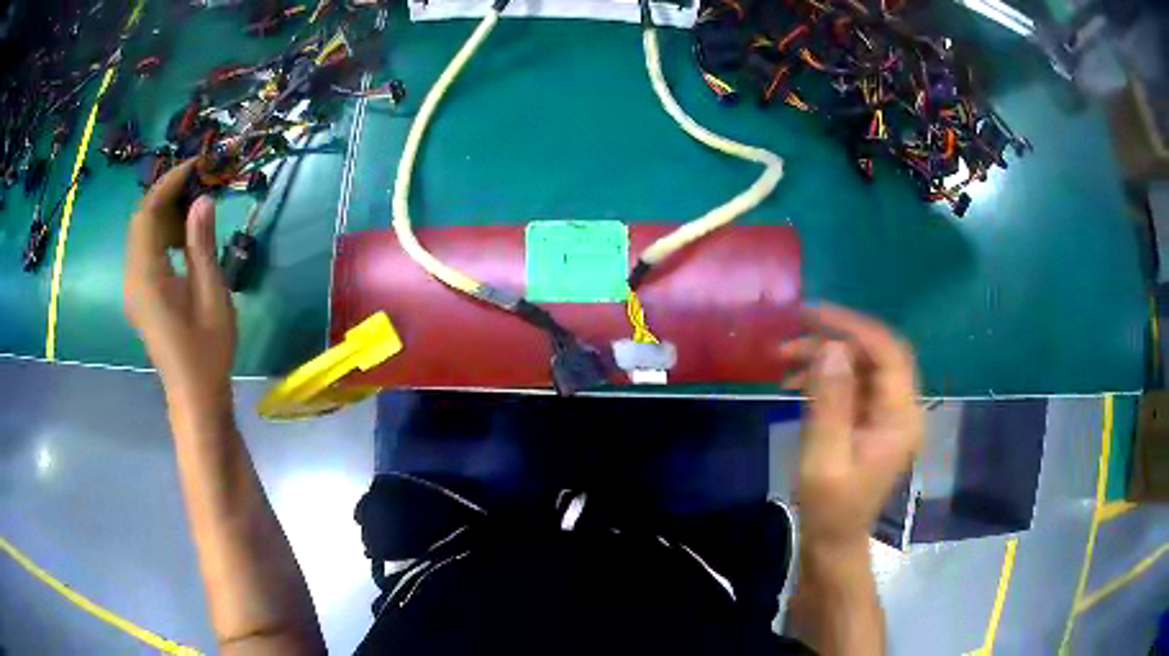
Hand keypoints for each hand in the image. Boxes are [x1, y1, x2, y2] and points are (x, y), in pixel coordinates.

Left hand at [124, 159, 235, 429]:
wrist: (195, 396)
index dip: (169, 183)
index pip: (147, 213)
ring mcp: (133, 290)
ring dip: (164, 214)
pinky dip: (161, 235)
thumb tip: (201, 199)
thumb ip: (201, 244)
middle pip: (140, 221)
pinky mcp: (140, 298)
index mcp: (146, 276)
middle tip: (199, 183)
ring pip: (140, 236)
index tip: (196, 165)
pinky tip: (183, 239)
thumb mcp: (210, 293)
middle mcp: (132, 278)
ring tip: (195, 207)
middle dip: (166, 195)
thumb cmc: (207, 350)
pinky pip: (144, 253)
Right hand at [779, 304, 922, 548]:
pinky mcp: (873, 420)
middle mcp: (902, 409)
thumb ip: (831, 402)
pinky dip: (826, 376)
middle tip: (791, 338)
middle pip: (877, 354)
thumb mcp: (824, 459)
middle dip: (835, 339)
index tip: (812, 316)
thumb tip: (832, 348)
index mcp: (901, 418)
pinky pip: (854, 384)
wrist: (834, 541)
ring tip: (784, 360)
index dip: (853, 326)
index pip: (888, 353)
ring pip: (863, 366)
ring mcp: (888, 414)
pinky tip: (796, 382)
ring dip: (826, 356)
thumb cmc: (830, 509)